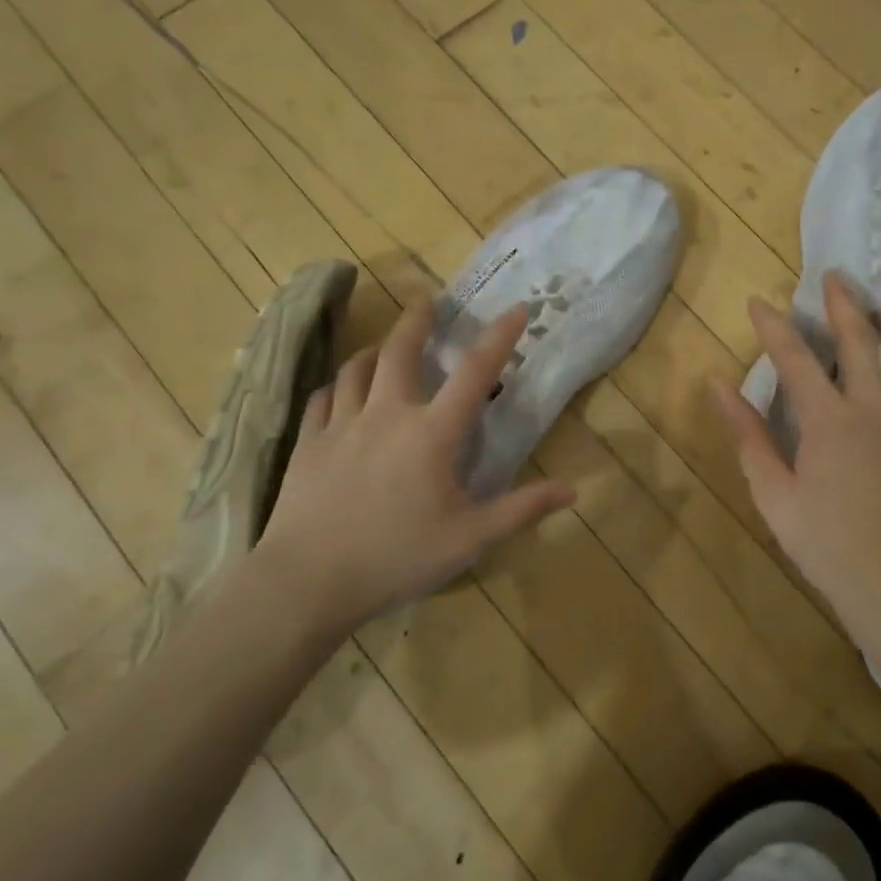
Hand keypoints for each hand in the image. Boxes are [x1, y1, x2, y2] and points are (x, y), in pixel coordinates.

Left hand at [251, 299, 574, 627]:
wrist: (308, 580)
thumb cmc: (397, 557)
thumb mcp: (471, 539)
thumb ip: (522, 509)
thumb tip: (572, 489)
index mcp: (432, 433)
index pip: (475, 373)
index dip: (500, 337)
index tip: (518, 308)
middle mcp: (387, 414)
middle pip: (401, 351)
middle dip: (418, 320)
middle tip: (428, 300)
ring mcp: (341, 425)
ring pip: (357, 368)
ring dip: (376, 349)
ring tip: (385, 345)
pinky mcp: (308, 443)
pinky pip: (323, 398)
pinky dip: (338, 385)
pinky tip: (341, 390)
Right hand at [711, 272, 880, 634]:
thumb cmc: (822, 542)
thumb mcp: (771, 490)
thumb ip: (747, 434)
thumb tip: (719, 386)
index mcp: (829, 422)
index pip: (796, 360)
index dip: (774, 327)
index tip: (758, 302)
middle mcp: (873, 415)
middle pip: (862, 347)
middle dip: (845, 307)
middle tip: (835, 278)